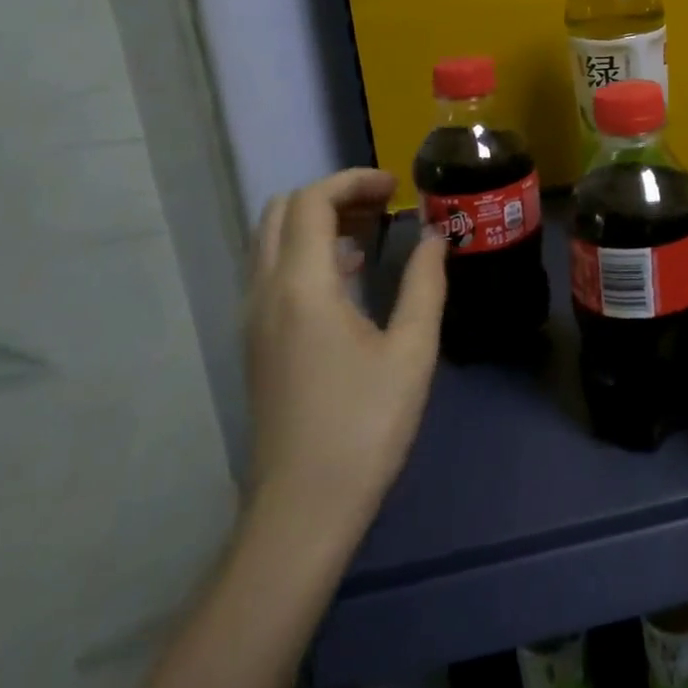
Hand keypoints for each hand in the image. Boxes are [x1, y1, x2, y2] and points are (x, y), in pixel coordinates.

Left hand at [244, 167, 446, 539]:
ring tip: (372, 232)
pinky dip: (308, 253)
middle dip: (332, 195)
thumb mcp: (412, 349)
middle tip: (384, 205)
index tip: (398, 186)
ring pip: (272, 242)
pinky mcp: (256, 343)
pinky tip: (350, 275)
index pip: (312, 202)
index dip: (353, 180)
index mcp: (302, 287)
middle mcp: (265, 293)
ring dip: (317, 222)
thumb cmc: (365, 424)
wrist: (303, 507)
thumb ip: (424, 282)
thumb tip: (435, 237)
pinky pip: (273, 273)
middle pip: (282, 212)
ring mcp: (253, 320)